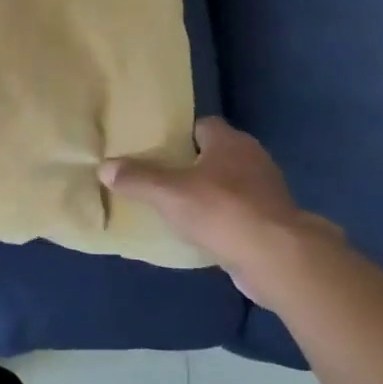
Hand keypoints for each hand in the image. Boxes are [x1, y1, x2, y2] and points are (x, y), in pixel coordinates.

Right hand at [101, 118, 338, 302]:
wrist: (278, 259)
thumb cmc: (222, 211)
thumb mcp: (168, 192)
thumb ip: (136, 178)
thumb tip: (104, 167)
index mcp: (230, 142)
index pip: (202, 125)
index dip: (179, 134)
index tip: (157, 147)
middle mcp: (253, 159)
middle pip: (216, 154)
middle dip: (191, 164)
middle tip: (160, 176)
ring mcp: (267, 192)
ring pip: (229, 184)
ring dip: (208, 193)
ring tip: (176, 205)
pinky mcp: (273, 222)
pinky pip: (239, 213)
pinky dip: (221, 219)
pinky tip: (201, 231)